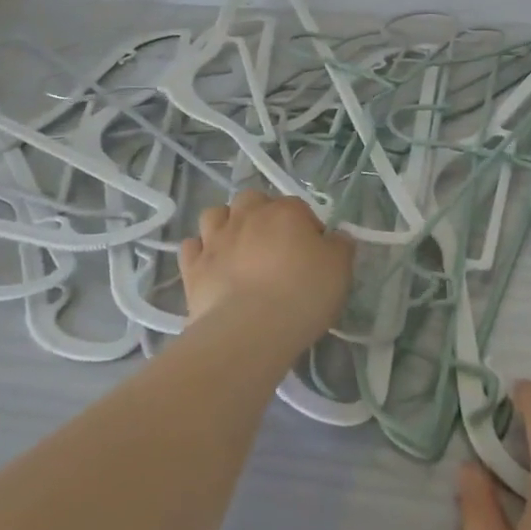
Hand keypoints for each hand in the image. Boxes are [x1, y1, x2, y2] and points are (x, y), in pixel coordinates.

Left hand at [178, 189, 353, 349]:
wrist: (250, 329)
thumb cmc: (302, 294)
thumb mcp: (340, 270)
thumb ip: (340, 247)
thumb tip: (336, 238)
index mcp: (286, 211)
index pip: (299, 208)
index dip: (307, 228)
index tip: (313, 253)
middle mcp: (248, 215)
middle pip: (252, 200)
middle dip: (260, 214)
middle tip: (272, 244)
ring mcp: (216, 239)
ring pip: (215, 214)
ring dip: (225, 224)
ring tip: (237, 249)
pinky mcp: (193, 267)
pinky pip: (191, 247)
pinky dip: (199, 251)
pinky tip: (210, 266)